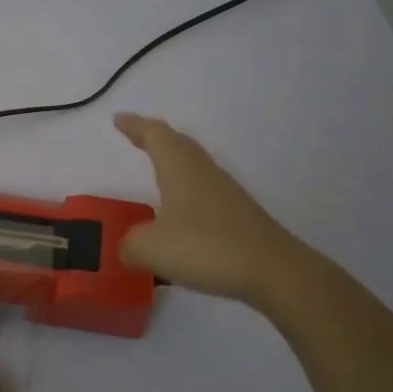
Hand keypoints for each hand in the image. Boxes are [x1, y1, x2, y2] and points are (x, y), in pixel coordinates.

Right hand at [114, 112, 314, 308]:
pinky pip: (202, 192)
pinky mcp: (237, 216)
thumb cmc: (206, 247)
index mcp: (180, 168)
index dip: (135, 126)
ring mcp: (224, 193)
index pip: (155, 135)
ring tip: (155, 171)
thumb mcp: (150, 248)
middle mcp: (203, 172)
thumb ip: (129, 245)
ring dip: (172, 164)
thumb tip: (127, 247)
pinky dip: (184, 192)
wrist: (274, 271)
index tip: (118, 119)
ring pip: (192, 167)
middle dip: (154, 138)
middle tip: (135, 137)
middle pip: (177, 144)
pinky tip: (178, 213)